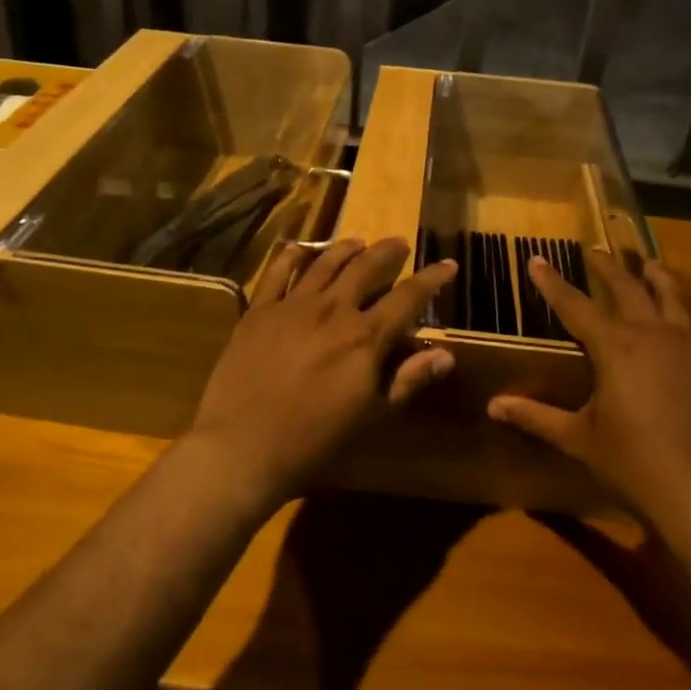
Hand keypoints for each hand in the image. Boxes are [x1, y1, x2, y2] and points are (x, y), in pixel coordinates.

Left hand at [185, 238, 458, 507]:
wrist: (242, 447)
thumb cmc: (314, 441)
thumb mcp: (370, 416)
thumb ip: (407, 380)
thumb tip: (445, 354)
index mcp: (365, 337)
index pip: (408, 298)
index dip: (431, 279)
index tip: (448, 264)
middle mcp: (332, 310)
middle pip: (366, 268)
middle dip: (387, 253)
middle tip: (399, 243)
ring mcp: (292, 306)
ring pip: (324, 264)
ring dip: (345, 250)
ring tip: (358, 242)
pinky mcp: (258, 311)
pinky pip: (277, 273)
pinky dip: (292, 256)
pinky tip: (300, 249)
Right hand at [487, 252, 690, 523]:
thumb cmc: (635, 465)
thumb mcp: (579, 439)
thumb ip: (536, 417)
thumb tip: (493, 405)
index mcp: (617, 347)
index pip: (576, 305)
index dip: (552, 282)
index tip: (536, 259)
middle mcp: (656, 334)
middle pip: (629, 287)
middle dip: (608, 266)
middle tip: (594, 250)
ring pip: (675, 295)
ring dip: (656, 276)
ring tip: (648, 264)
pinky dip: (683, 316)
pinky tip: (681, 328)